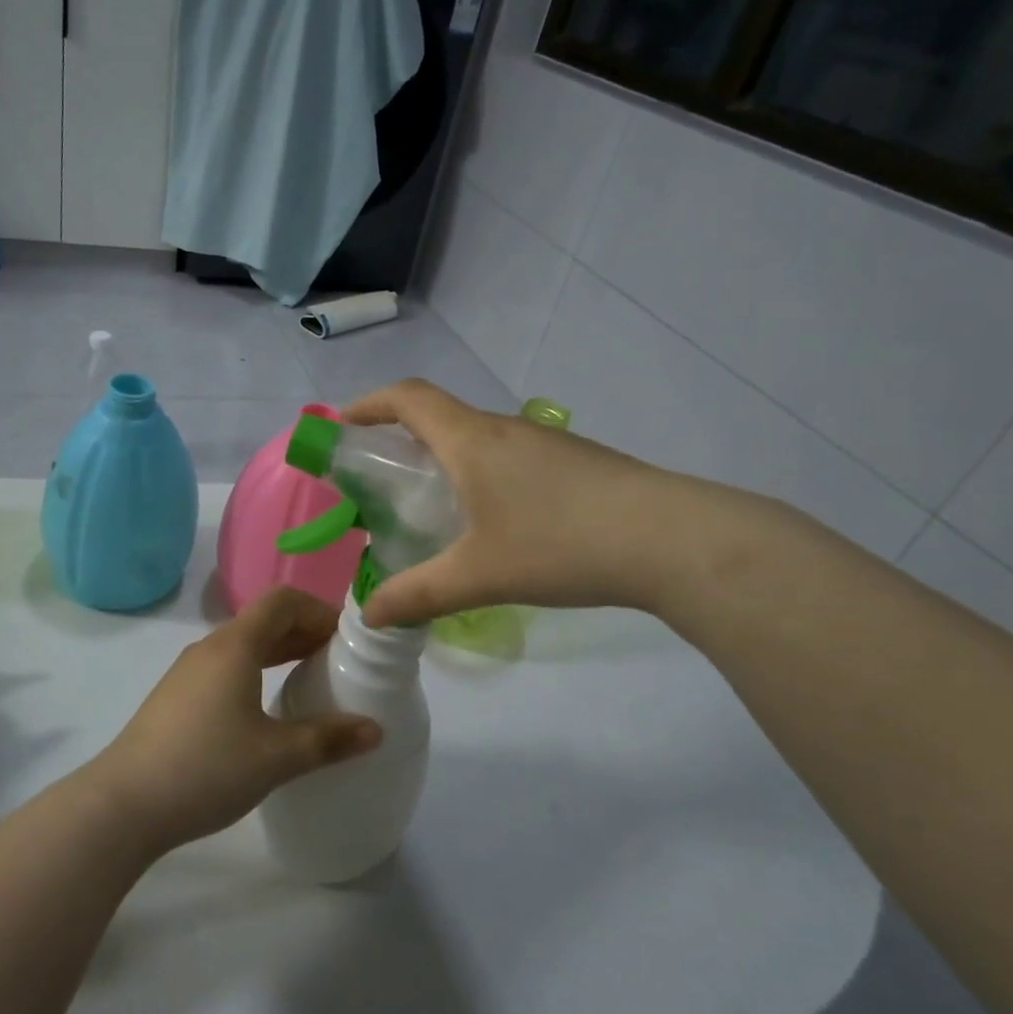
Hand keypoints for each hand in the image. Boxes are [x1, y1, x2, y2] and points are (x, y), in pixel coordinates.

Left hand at [84, 588, 380, 855]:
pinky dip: (257, 671)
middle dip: (305, 632)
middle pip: (264, 620)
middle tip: (339, 662)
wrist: (123, 805)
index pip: (283, 600)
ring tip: (311, 681)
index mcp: (235, 646)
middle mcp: (210, 648)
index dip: (319, 611)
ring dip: (281, 653)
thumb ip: (328, 740)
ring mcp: (188, 672)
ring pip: (244, 645)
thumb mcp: (276, 757)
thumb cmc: (206, 769)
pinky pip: (226, 667)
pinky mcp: (177, 697)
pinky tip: (268, 709)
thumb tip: (375, 730)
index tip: (347, 640)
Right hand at [344, 379, 727, 628]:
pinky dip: (481, 476)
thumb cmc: (559, 544)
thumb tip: (370, 615)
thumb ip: (417, 595)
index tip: (343, 426)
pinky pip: (510, 458)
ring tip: (434, 509)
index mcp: (471, 439)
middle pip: (441, 416)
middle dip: (402, 439)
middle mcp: (505, 429)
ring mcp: (545, 443)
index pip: (408, 398)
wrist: (670, 540)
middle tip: (382, 483)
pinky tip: (494, 524)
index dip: (369, 405)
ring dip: (446, 460)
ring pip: (478, 439)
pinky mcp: (575, 464)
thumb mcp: (478, 576)